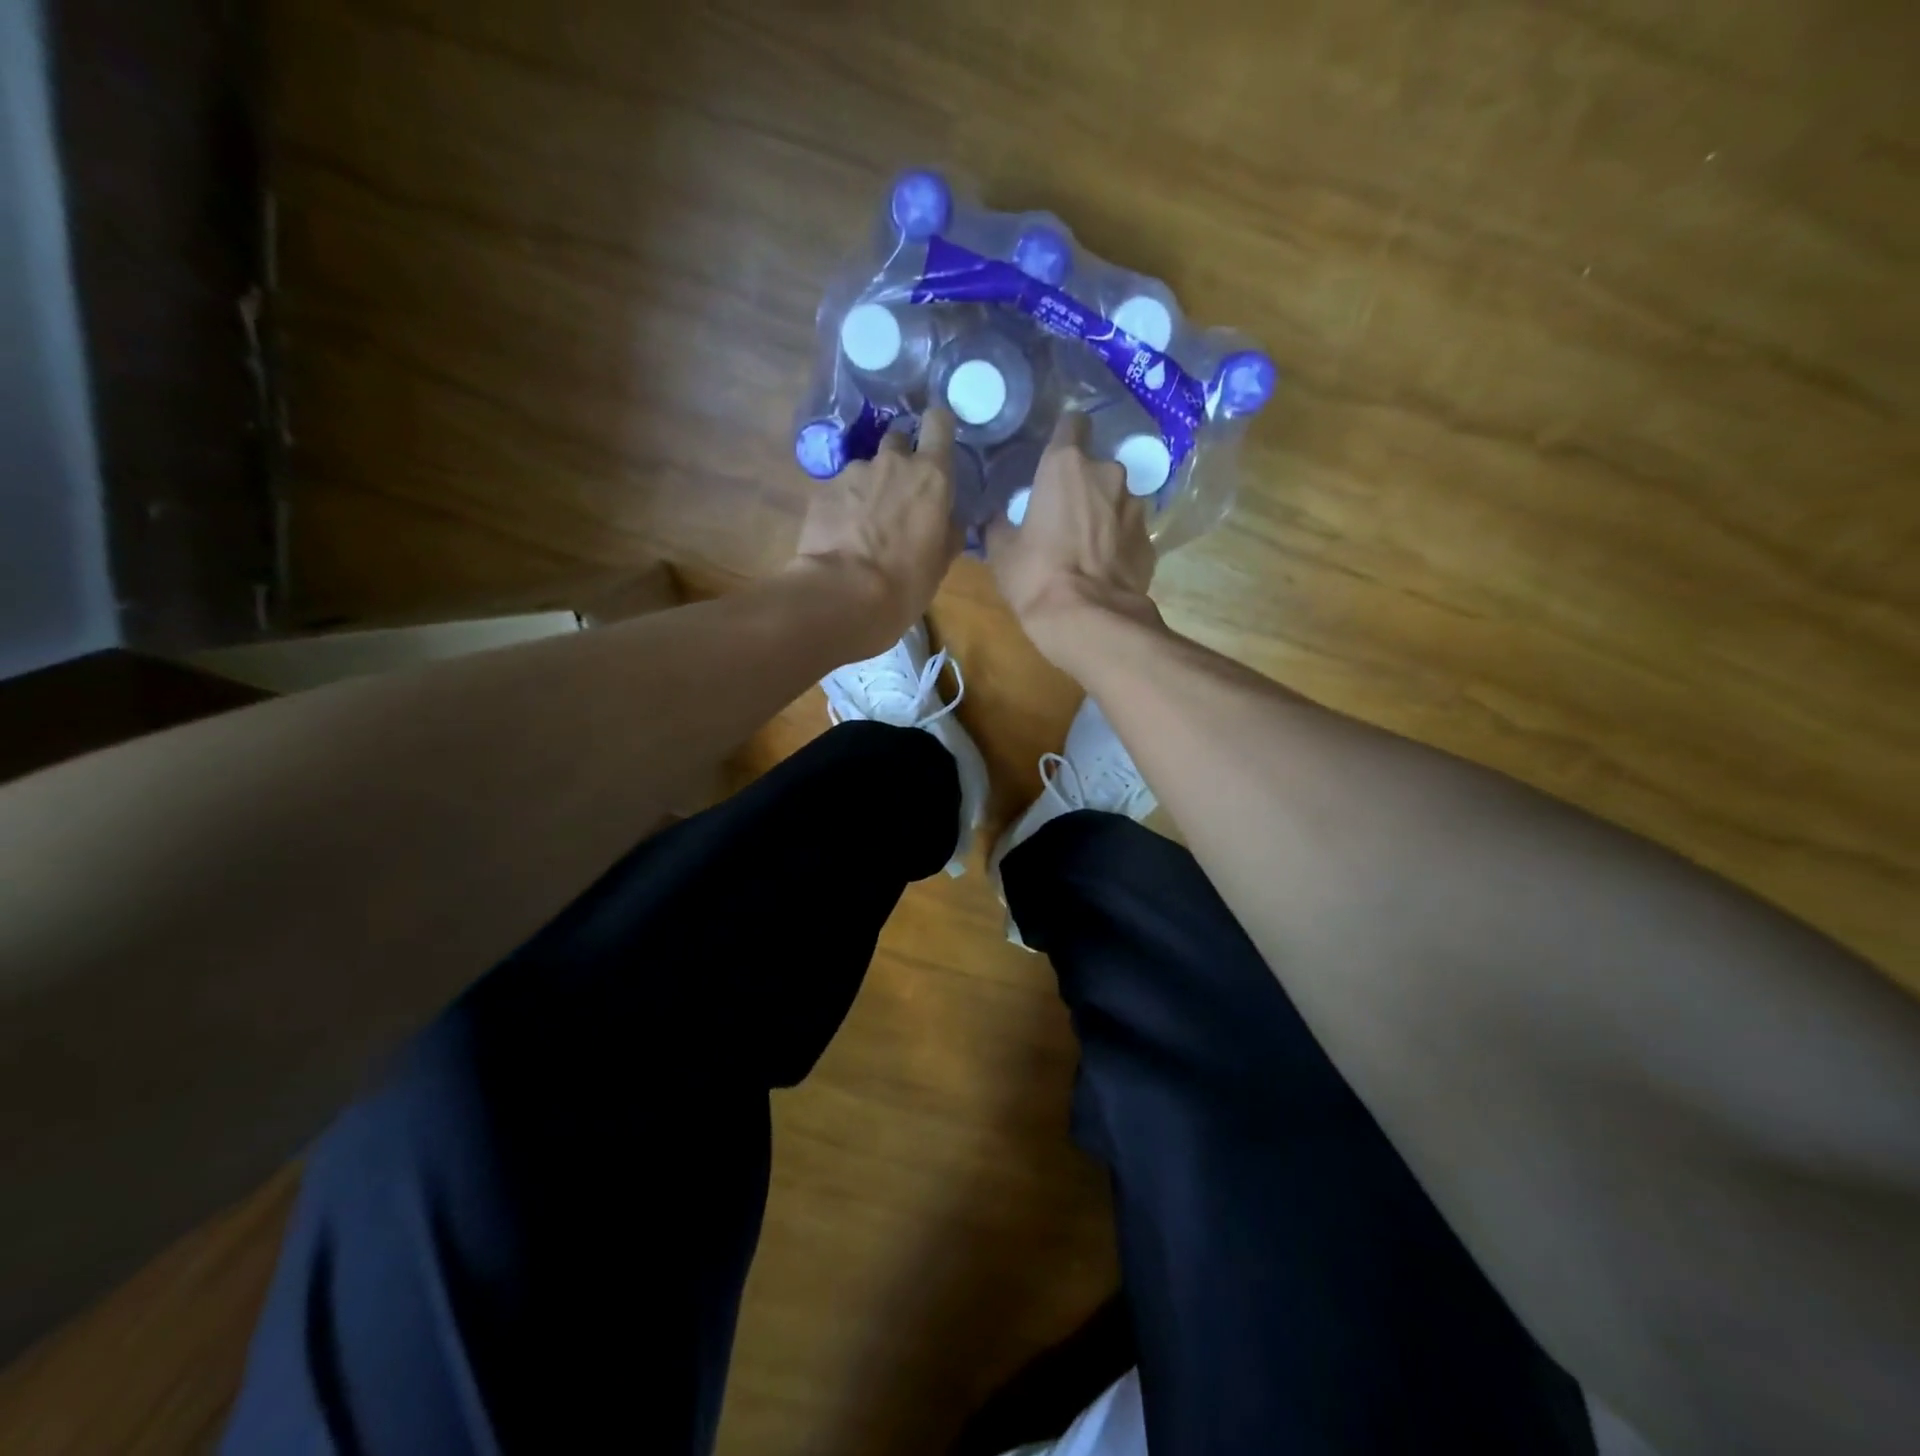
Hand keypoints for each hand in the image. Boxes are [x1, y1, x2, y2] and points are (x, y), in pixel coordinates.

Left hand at [793, 407, 962, 653]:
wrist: (844, 595)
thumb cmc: (906, 582)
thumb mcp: (941, 561)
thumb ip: (948, 529)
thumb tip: (949, 519)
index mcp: (931, 476)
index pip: (938, 422)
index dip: (938, 427)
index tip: (936, 440)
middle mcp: (892, 462)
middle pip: (898, 438)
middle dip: (900, 457)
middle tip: (899, 492)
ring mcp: (853, 473)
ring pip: (866, 468)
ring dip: (869, 487)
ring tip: (864, 523)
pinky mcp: (823, 490)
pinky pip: (839, 490)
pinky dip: (843, 505)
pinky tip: (842, 534)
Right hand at [987, 412, 1160, 667]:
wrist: (1089, 619)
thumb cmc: (1036, 576)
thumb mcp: (1002, 550)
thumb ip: (1001, 523)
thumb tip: (998, 517)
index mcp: (1066, 465)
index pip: (1072, 423)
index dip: (1064, 436)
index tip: (1054, 455)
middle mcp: (1108, 474)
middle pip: (1096, 467)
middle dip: (1084, 484)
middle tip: (1065, 513)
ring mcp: (1136, 506)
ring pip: (1117, 499)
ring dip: (1104, 513)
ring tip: (1088, 544)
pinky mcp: (1150, 540)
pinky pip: (1129, 532)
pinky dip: (1119, 542)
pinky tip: (1105, 567)